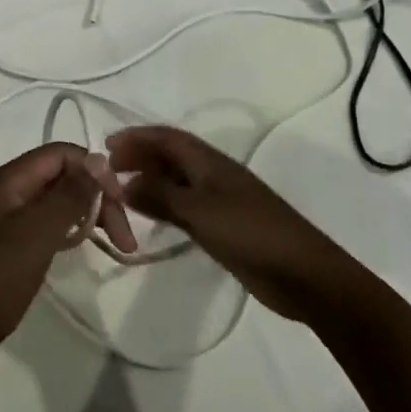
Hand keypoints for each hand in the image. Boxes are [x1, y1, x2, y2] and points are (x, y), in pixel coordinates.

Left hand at [0, 144, 132, 389]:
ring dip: (83, 216)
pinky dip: (64, 234)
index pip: (62, 154)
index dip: (96, 171)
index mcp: (8, 180)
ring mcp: (0, 221)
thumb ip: (68, 195)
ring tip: (111, 244)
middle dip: (95, 197)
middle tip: (125, 239)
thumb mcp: (36, 234)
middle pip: (59, 176)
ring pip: (52, 203)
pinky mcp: (1, 249)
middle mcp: (3, 192)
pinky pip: (40, 228)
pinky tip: (76, 251)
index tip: (124, 208)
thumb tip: (97, 159)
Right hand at [106, 126, 326, 318]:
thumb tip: (124, 183)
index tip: (107, 146)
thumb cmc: (249, 232)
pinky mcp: (225, 225)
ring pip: (177, 180)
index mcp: (209, 161)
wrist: (303, 274)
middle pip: (171, 155)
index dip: (136, 137)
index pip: (166, 137)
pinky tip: (153, 217)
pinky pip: (186, 205)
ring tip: (123, 192)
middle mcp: (213, 174)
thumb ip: (160, 195)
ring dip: (151, 180)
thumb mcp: (199, 211)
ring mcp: (221, 200)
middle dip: (140, 156)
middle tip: (110, 171)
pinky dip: (165, 204)